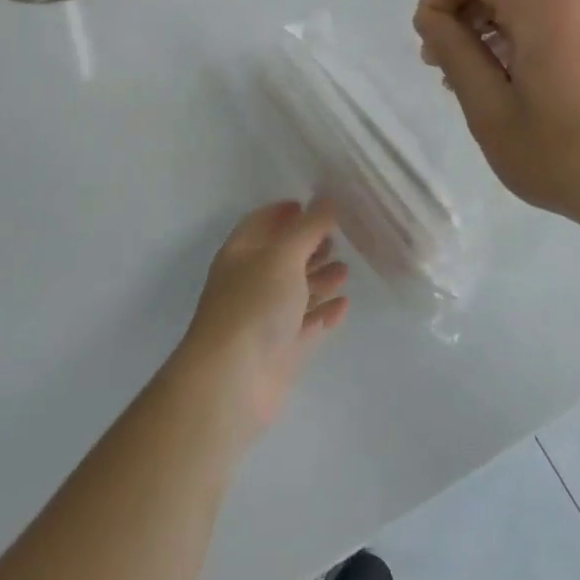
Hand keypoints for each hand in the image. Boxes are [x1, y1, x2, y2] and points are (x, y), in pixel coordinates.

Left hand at [175, 200, 348, 442]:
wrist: (233, 380)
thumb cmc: (254, 304)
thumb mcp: (283, 256)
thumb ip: (308, 228)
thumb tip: (327, 199)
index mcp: (241, 253)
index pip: (261, 223)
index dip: (284, 212)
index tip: (312, 205)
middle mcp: (250, 281)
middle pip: (281, 257)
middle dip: (308, 246)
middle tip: (337, 238)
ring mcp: (264, 317)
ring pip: (295, 291)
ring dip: (319, 279)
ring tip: (346, 269)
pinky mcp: (280, 349)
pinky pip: (306, 324)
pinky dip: (323, 312)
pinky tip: (344, 305)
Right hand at [412, 0, 579, 239]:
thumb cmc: (568, 159)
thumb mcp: (491, 113)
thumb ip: (454, 54)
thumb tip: (432, 17)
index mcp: (547, 7)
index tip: (431, 36)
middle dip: (462, 12)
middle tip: (445, 68)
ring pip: (527, 1)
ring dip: (491, 30)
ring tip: (481, 86)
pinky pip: (555, 20)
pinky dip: (523, 39)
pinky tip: (521, 90)